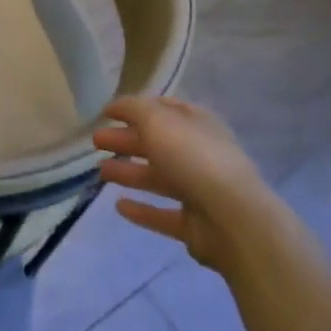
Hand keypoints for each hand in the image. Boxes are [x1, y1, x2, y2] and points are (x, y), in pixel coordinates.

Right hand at [92, 96, 267, 275]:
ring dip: (128, 172)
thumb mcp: (157, 119)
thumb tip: (115, 105)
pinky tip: (119, 207)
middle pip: (156, 143)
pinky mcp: (194, 224)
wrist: (234, 219)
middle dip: (126, 140)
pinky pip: (162, 214)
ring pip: (157, 177)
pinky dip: (142, 210)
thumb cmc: (193, 157)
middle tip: (95, 142)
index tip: (106, 113)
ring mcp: (198, 190)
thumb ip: (133, 108)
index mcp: (196, 123)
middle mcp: (199, 153)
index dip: (134, 108)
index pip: (163, 109)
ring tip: (100, 172)